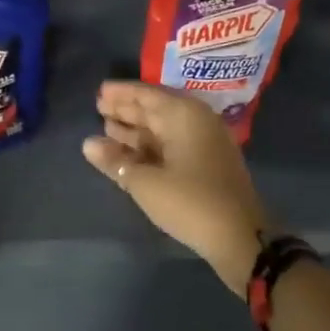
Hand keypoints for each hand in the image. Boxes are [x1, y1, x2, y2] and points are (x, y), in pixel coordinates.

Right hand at [82, 81, 271, 295]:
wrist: (241, 238)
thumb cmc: (190, 202)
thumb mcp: (146, 183)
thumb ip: (115, 161)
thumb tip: (88, 144)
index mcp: (184, 115)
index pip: (146, 94)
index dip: (121, 93)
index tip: (99, 92)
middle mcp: (196, 121)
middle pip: (155, 109)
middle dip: (127, 110)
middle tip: (98, 107)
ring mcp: (204, 143)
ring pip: (163, 129)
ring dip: (136, 130)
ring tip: (106, 128)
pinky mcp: (207, 164)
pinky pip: (172, 145)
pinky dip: (149, 147)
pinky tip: (129, 154)